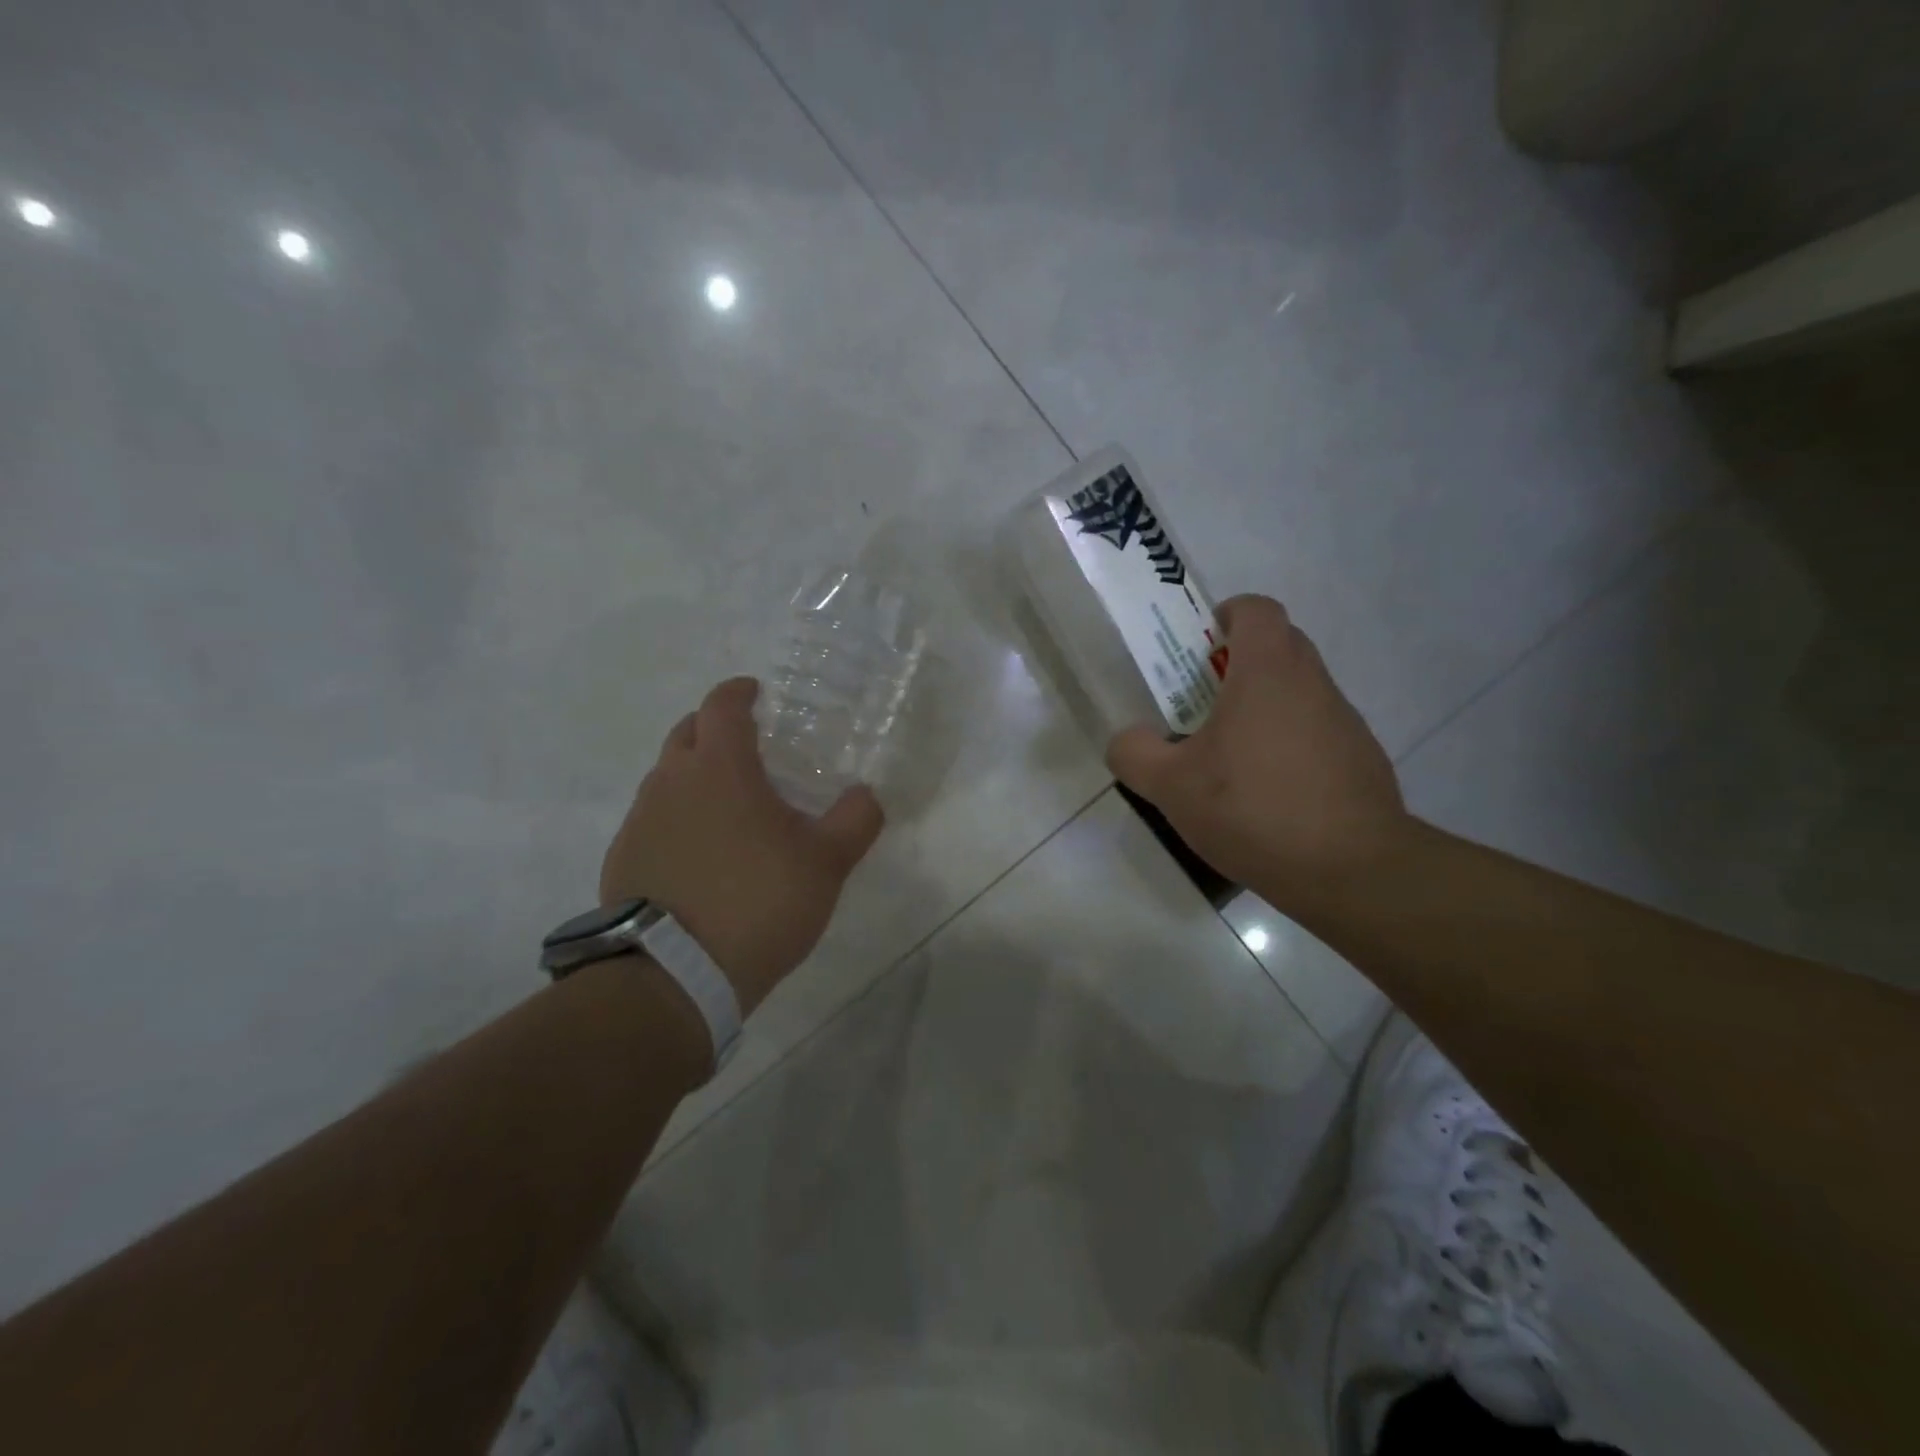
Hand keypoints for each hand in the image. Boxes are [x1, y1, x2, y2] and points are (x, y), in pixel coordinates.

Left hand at [600, 677, 884, 1015]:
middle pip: (686, 733)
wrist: (674, 976)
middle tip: (745, 747)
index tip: (756, 693)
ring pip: (665, 778)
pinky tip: (700, 854)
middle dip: (712, 729)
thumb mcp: (826, 862)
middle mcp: (670, 782)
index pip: (722, 706)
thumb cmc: (758, 902)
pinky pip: (652, 820)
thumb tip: (866, 794)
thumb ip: (855, 820)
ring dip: (693, 776)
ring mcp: (640, 821)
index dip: (739, 692)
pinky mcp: (623, 860)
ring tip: (727, 807)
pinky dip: (676, 818)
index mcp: (719, 768)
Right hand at [1106, 595, 1409, 906]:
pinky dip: (1290, 746)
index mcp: (1268, 671)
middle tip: (1201, 705)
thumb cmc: (1252, 809)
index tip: (1199, 651)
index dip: (1225, 616)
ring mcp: (1345, 720)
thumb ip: (1134, 753)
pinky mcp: (1361, 758)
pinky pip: (1317, 732)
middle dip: (1237, 664)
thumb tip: (1128, 740)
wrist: (1350, 870)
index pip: (1255, 608)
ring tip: (1231, 761)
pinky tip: (1268, 796)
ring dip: (1264, 708)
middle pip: (1278, 646)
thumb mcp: (1169, 786)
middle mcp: (1313, 683)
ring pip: (1298, 692)